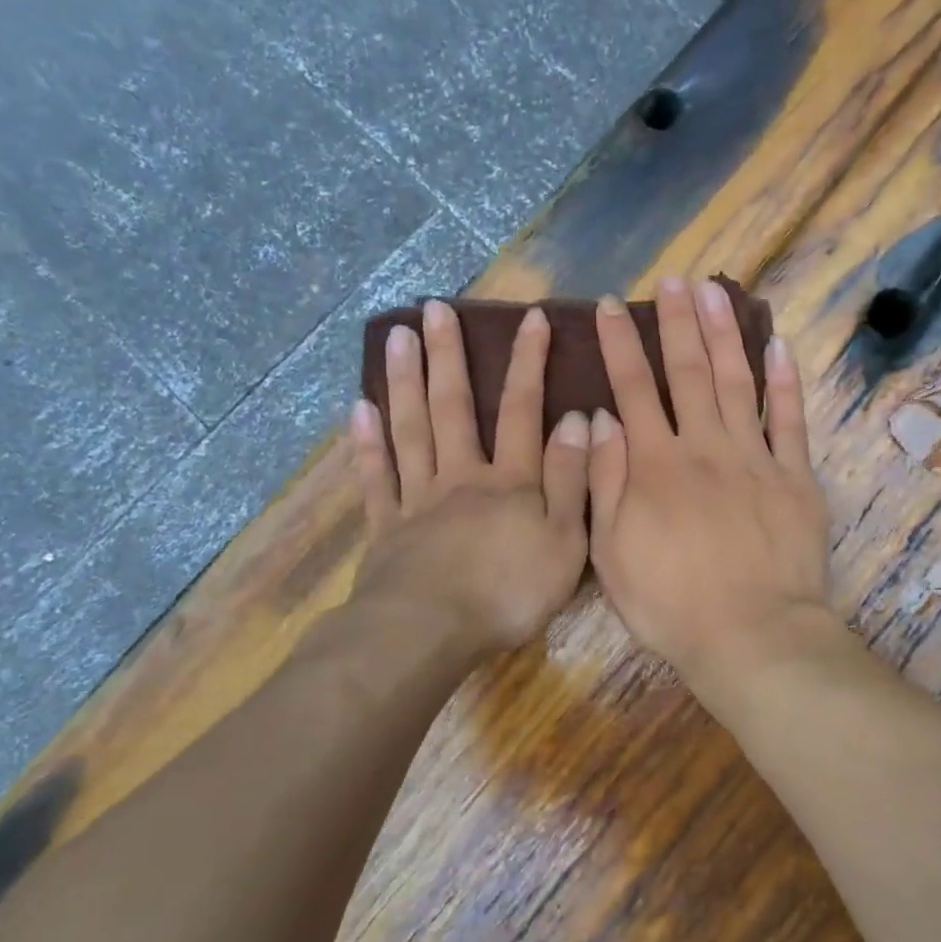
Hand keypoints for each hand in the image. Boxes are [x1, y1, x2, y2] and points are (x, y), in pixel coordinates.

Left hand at [350, 300, 590, 655]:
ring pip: (411, 429)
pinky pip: (376, 477)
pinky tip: (359, 409)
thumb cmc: (508, 592)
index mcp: (509, 481)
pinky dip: (367, 443)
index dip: (529, 363)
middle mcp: (461, 476)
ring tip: (396, 335)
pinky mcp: (386, 527)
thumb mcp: (564, 541)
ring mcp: (418, 499)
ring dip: (405, 381)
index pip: (523, 410)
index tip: (532, 318)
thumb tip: (580, 420)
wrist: (428, 633)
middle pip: (453, 407)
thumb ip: (572, 480)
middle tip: (434, 308)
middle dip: (447, 355)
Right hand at [588, 277, 833, 705]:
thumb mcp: (611, 552)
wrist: (751, 635)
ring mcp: (755, 457)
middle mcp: (704, 446)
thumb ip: (605, 481)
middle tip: (672, 280)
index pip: (634, 389)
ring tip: (716, 291)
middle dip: (677, 322)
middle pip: (688, 372)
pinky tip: (778, 345)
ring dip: (725, 333)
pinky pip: (789, 420)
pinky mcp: (795, 476)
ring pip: (736, 381)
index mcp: (656, 465)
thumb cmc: (670, 603)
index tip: (612, 306)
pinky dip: (784, 381)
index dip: (622, 344)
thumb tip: (600, 418)